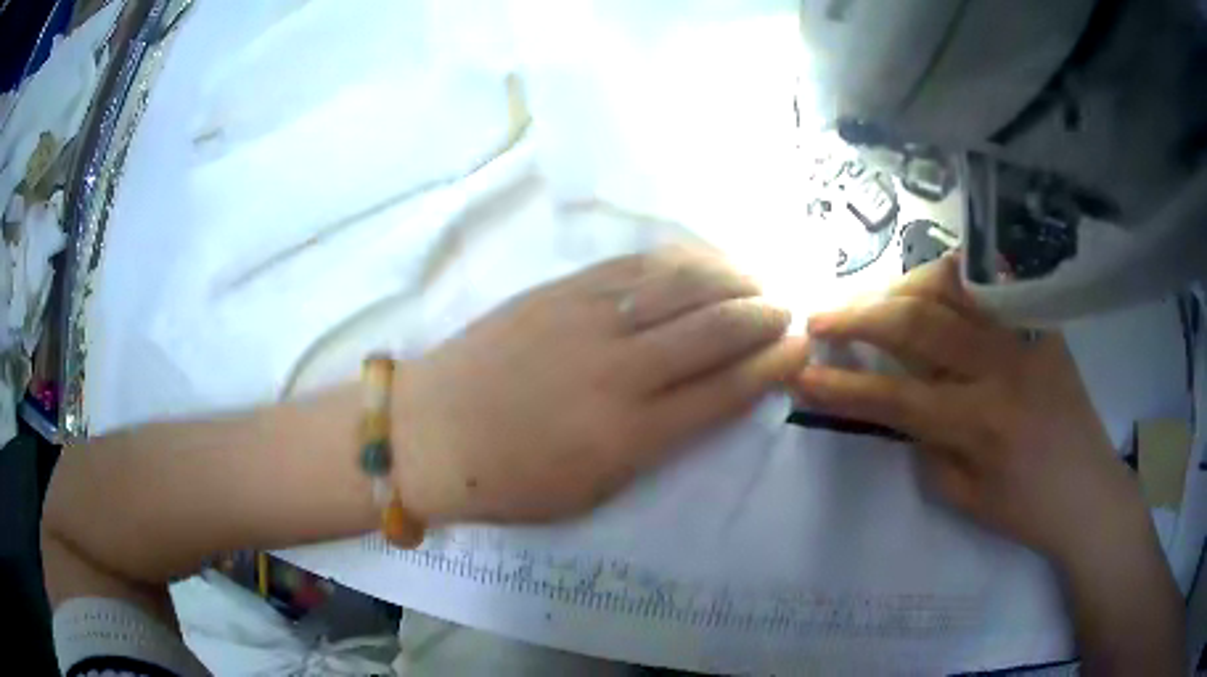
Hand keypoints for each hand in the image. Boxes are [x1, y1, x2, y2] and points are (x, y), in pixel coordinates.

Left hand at [394, 248, 807, 523]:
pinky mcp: (562, 291)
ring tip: (755, 281)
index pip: (727, 390)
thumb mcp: (594, 490)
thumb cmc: (509, 480)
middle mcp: (622, 370)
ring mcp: (590, 320)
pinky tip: (702, 262)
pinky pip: (636, 266)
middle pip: (717, 330)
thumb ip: (656, 446)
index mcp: (633, 434)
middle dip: (764, 317)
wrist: (429, 432)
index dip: (773, 366)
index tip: (799, 350)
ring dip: (732, 280)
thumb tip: (703, 404)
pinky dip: (681, 261)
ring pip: (683, 286)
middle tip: (786, 311)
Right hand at [796, 255, 1143, 564]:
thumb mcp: (966, 498)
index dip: (843, 387)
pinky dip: (948, 280)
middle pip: (918, 323)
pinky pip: (987, 284)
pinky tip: (927, 288)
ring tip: (871, 301)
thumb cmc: (1028, 509)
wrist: (1089, 491)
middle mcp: (1002, 369)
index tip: (802, 375)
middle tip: (820, 316)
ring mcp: (1025, 336)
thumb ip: (927, 446)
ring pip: (951, 286)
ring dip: (899, 287)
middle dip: (858, 316)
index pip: (897, 398)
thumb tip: (900, 404)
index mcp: (981, 426)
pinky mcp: (1041, 322)